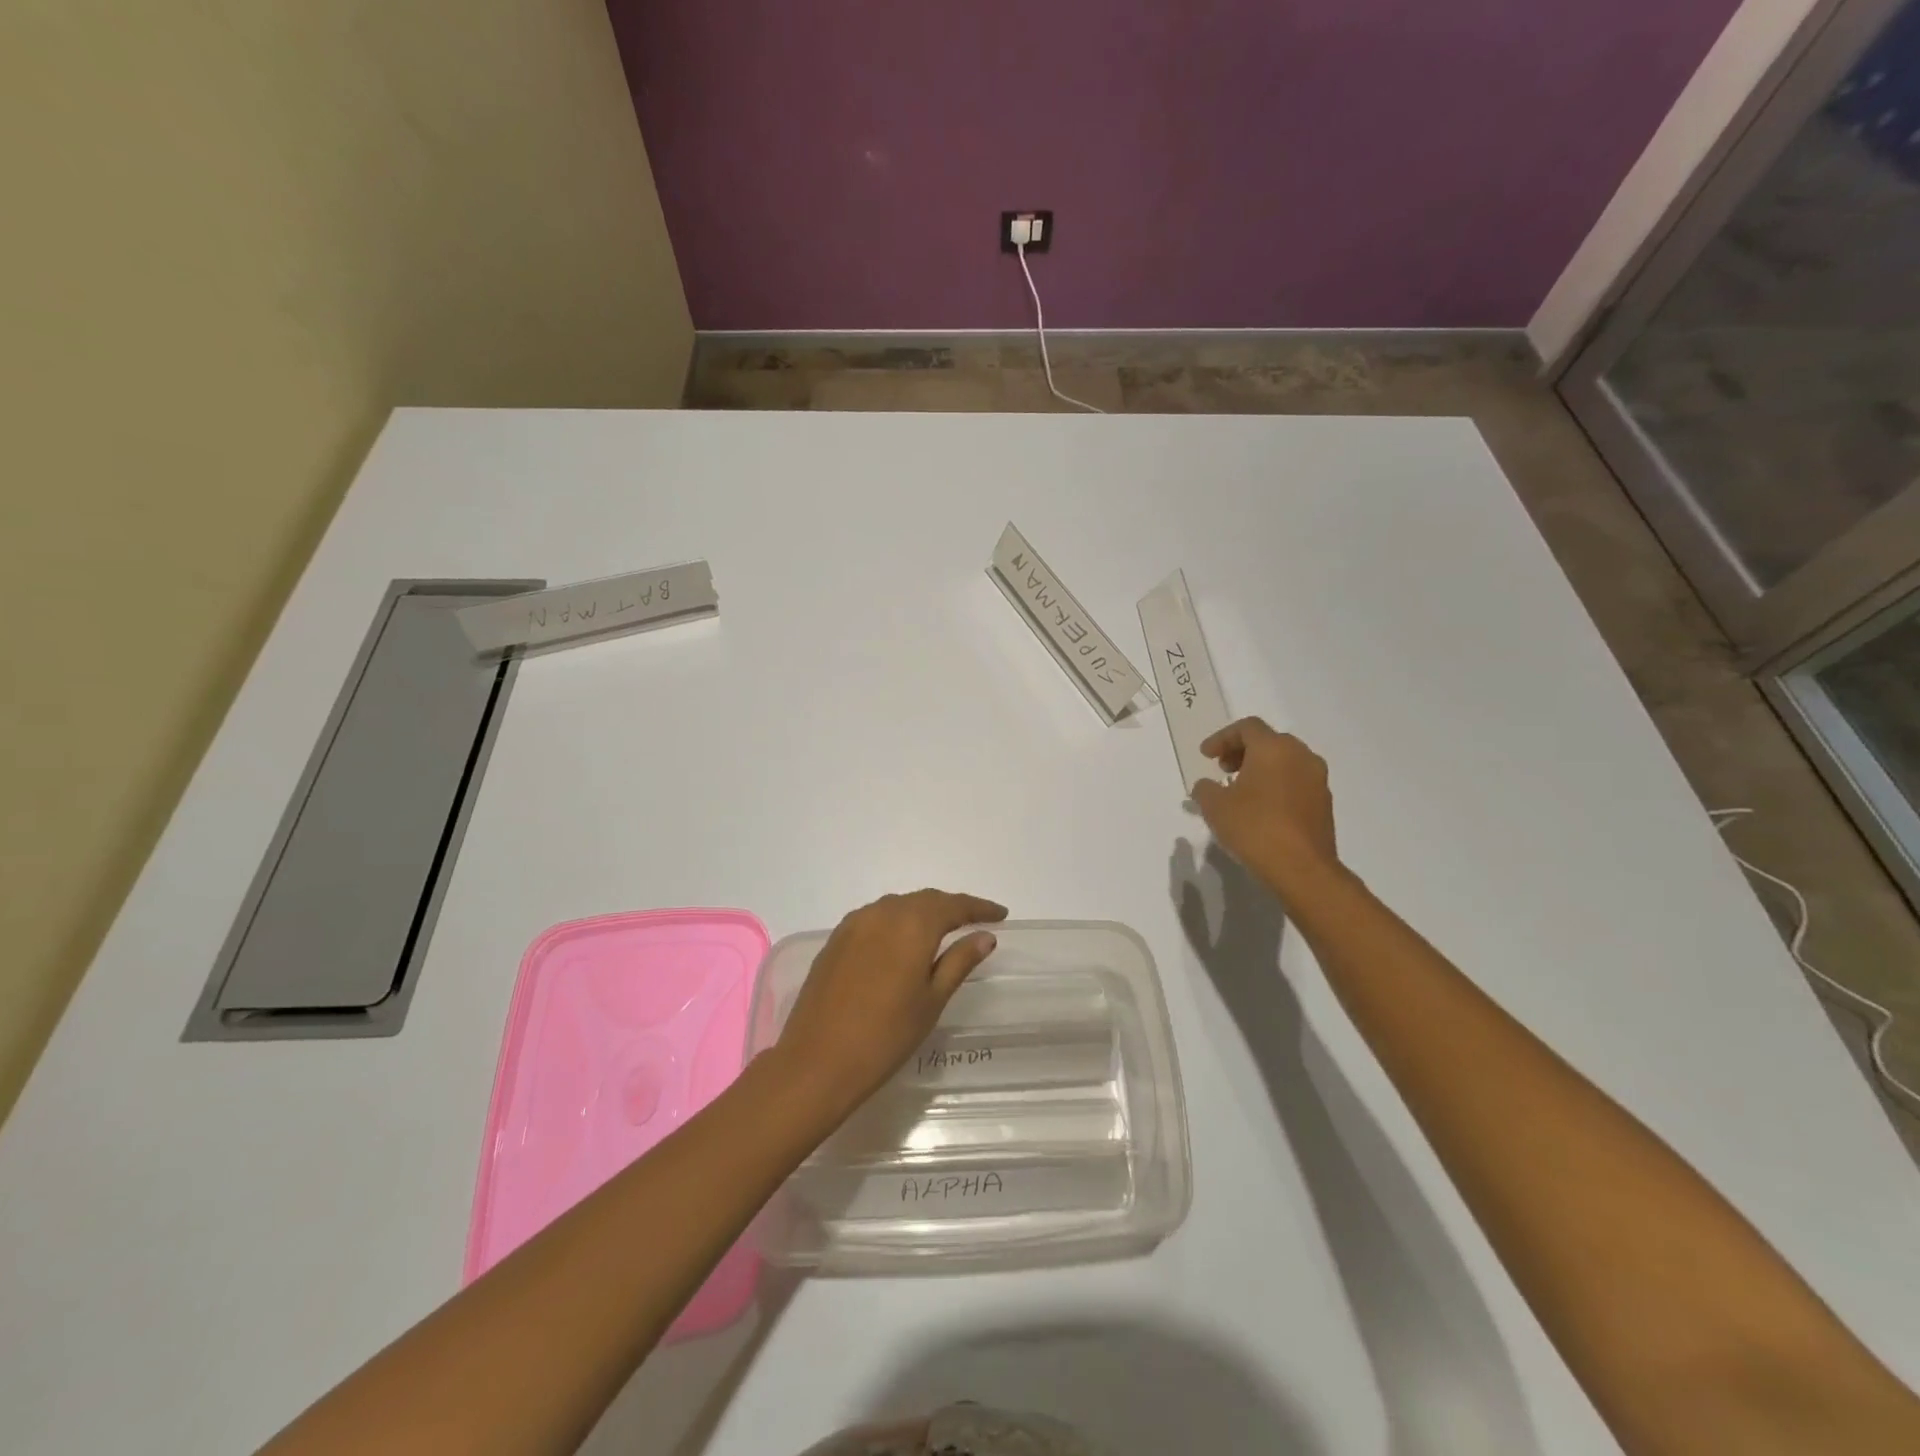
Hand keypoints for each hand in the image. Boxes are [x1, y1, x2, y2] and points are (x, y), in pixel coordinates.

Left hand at [771, 889, 1007, 1124]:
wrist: (817, 1062)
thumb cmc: (885, 1036)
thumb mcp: (932, 1001)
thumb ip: (959, 962)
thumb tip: (985, 936)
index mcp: (912, 925)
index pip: (953, 905)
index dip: (979, 907)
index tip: (1001, 914)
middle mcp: (882, 913)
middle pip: (924, 900)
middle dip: (951, 907)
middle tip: (974, 921)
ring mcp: (854, 924)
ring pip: (898, 906)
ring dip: (922, 913)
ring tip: (941, 930)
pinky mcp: (835, 939)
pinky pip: (875, 918)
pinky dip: (896, 922)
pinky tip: (902, 941)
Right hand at [1191, 718, 1341, 899]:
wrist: (1302, 868)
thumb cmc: (1255, 828)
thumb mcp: (1215, 807)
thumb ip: (1205, 789)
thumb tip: (1206, 785)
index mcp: (1274, 748)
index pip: (1247, 727)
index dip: (1222, 738)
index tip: (1206, 756)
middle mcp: (1301, 756)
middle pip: (1269, 741)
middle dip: (1242, 751)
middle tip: (1223, 769)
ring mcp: (1317, 779)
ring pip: (1285, 761)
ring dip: (1261, 768)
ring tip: (1241, 790)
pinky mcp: (1324, 803)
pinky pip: (1296, 781)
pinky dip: (1276, 785)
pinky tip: (1261, 808)